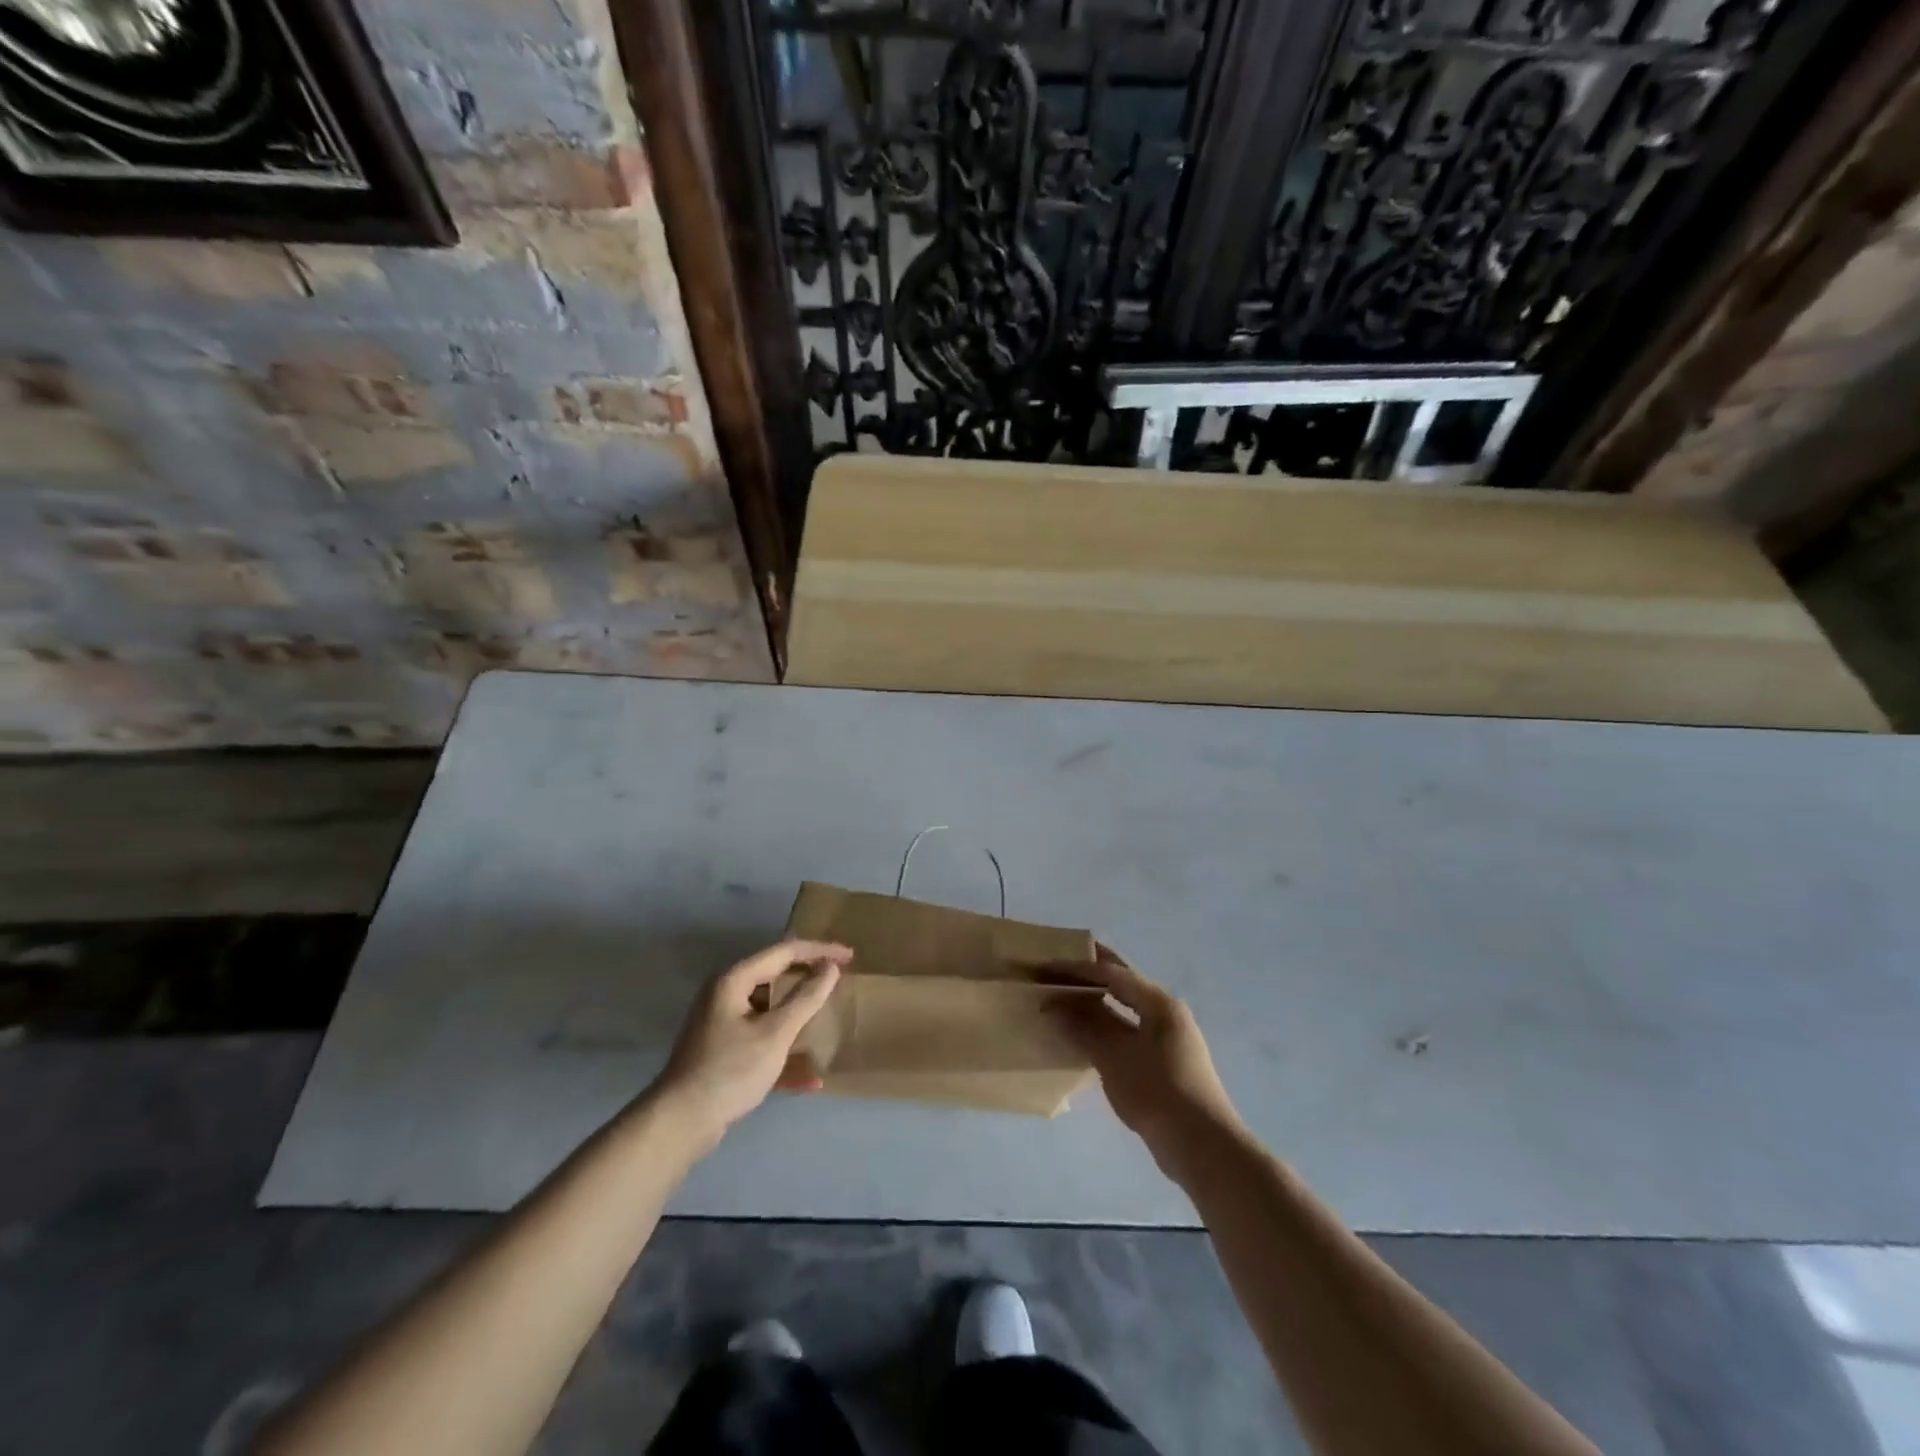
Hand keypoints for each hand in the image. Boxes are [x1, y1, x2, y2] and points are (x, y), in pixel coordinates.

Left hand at [650, 940, 850, 1141]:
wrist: (680, 1123)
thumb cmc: (730, 1070)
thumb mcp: (775, 1033)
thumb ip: (806, 998)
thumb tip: (830, 968)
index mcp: (734, 980)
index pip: (784, 951)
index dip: (819, 950)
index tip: (850, 956)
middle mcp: (725, 993)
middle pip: (775, 975)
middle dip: (808, 977)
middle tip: (840, 978)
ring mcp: (722, 1022)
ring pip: (769, 1008)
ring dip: (798, 1014)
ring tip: (827, 1017)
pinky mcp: (723, 1050)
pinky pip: (760, 1038)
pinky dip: (783, 1050)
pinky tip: (809, 1078)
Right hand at [1048, 944, 1241, 1174]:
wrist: (1202, 1147)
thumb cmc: (1157, 1092)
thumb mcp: (1114, 1057)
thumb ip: (1083, 1028)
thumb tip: (1053, 1006)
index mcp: (1159, 1003)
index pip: (1112, 973)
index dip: (1076, 968)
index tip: (1046, 967)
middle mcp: (1166, 1013)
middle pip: (1121, 985)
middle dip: (1088, 977)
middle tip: (1055, 971)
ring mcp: (1167, 1039)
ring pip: (1124, 1010)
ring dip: (1094, 1005)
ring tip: (1062, 1002)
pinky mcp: (1164, 1063)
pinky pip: (1127, 1032)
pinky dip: (1104, 1028)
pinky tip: (1082, 1037)